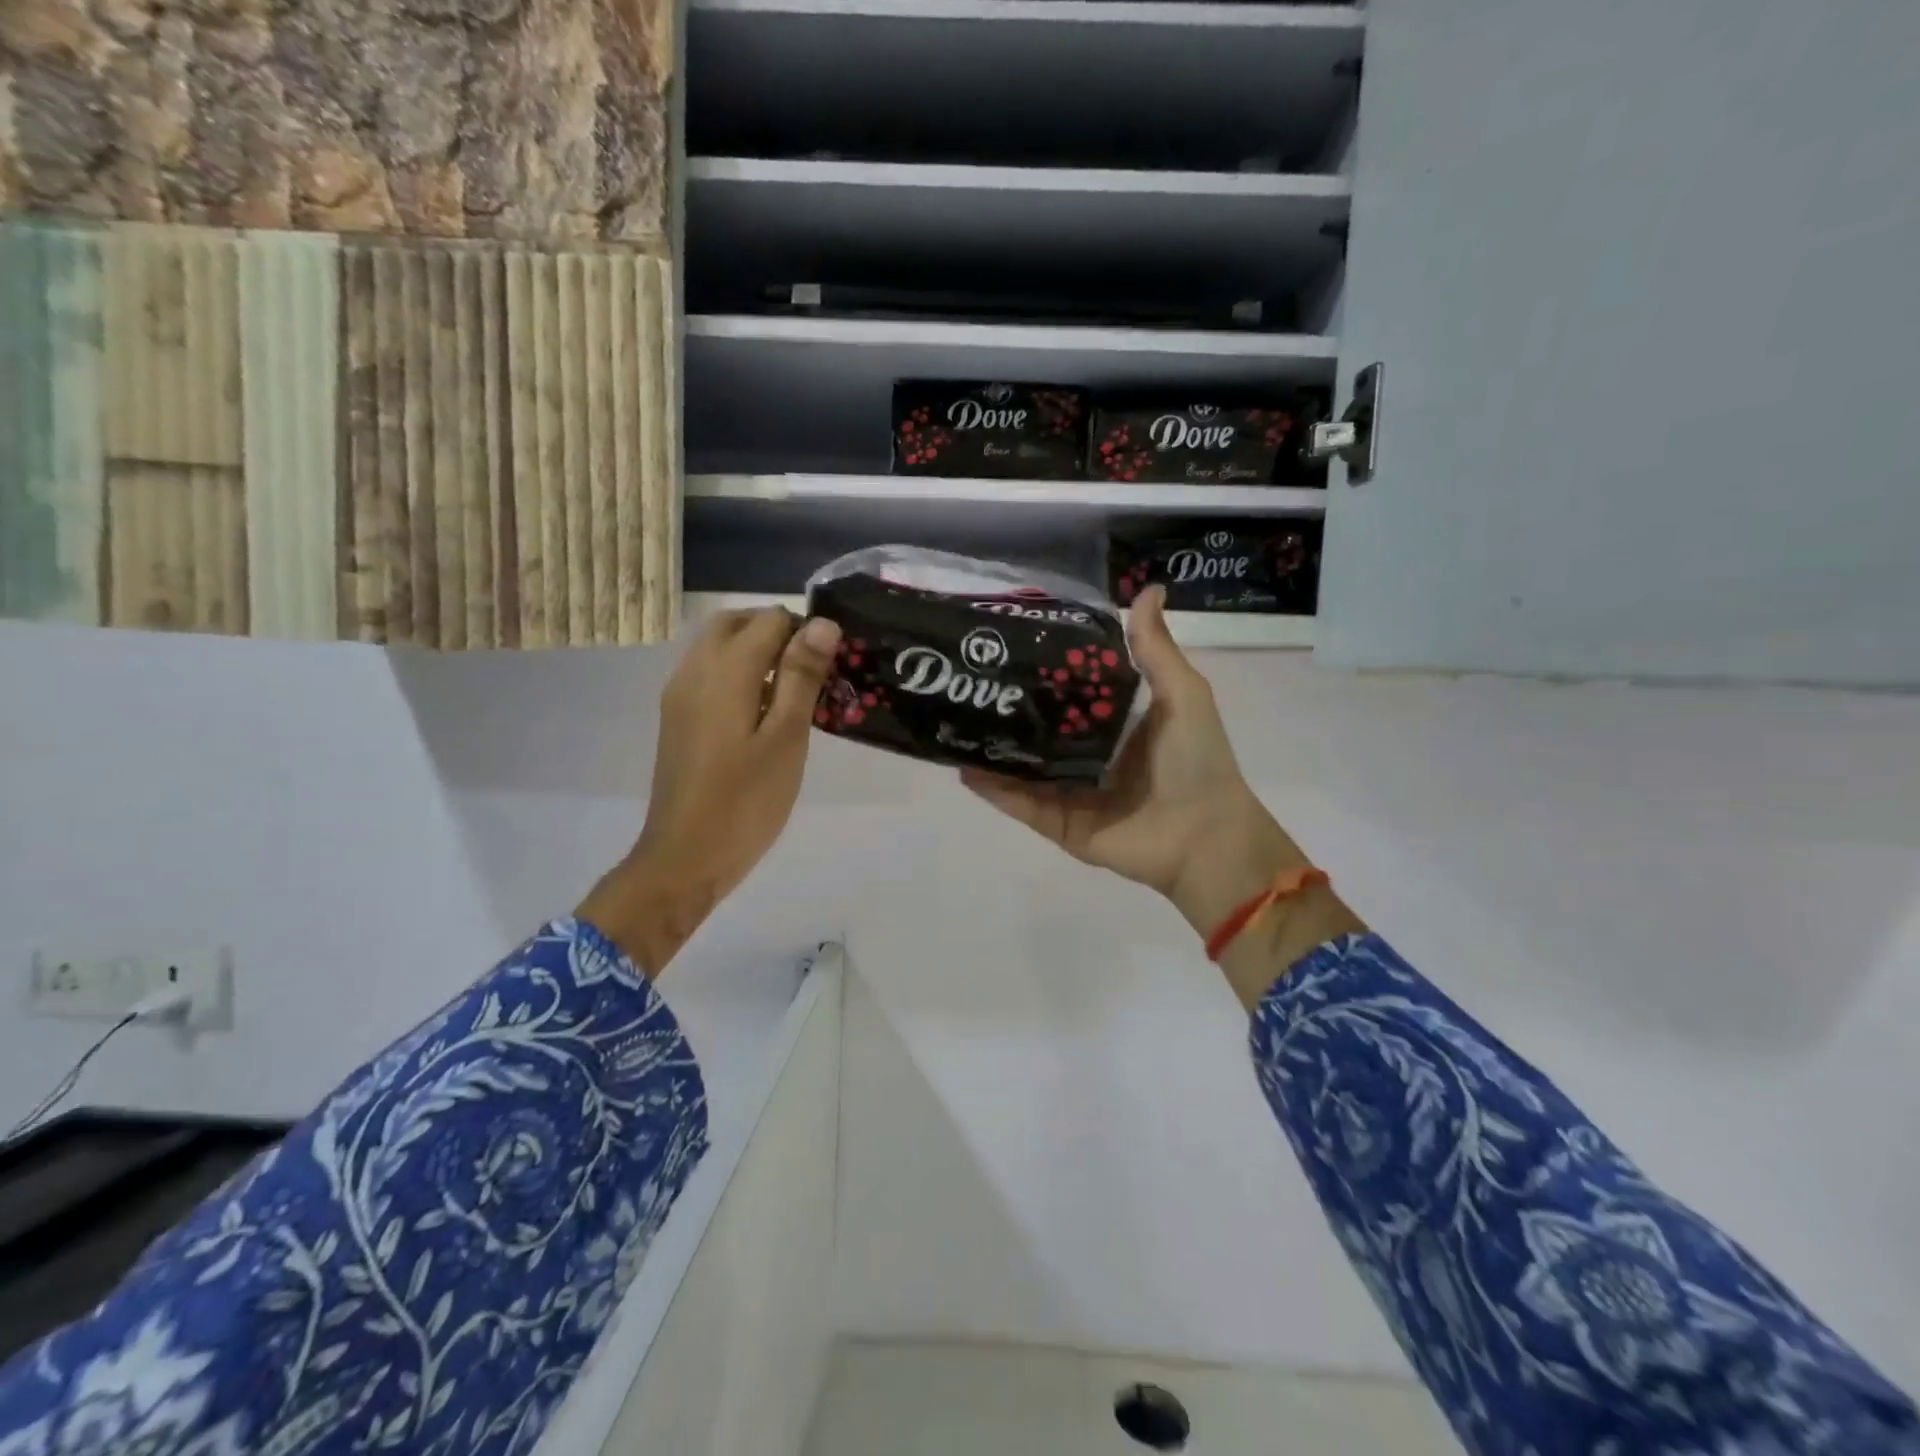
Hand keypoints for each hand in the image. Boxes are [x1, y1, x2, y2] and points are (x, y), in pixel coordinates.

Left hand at [579, 609, 840, 973]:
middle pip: (736, 623)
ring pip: (718, 646)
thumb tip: (822, 624)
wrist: (685, 857)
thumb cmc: (746, 801)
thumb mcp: (787, 738)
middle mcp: (694, 670)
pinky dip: (737, 673)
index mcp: (725, 671)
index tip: (830, 666)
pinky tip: (761, 714)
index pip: (769, 619)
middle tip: (812, 672)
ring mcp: (679, 694)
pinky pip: (708, 673)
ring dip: (756, 651)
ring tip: (792, 693)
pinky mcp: (677, 718)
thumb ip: (802, 676)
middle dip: (776, 632)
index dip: (805, 632)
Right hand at [962, 586, 1308, 939]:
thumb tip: (1148, 588)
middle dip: (1007, 709)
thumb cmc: (1196, 759)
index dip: (1042, 670)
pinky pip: (1020, 803)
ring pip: (1021, 767)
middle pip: (1039, 729)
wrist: (1204, 836)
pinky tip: (963, 767)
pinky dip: (992, 789)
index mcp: (1114, 723)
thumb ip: (1154, 648)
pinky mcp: (1058, 823)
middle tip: (969, 679)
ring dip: (992, 749)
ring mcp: (1069, 791)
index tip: (1008, 643)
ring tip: (954, 720)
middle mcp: (1087, 754)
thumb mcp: (1182, 693)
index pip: (1069, 692)